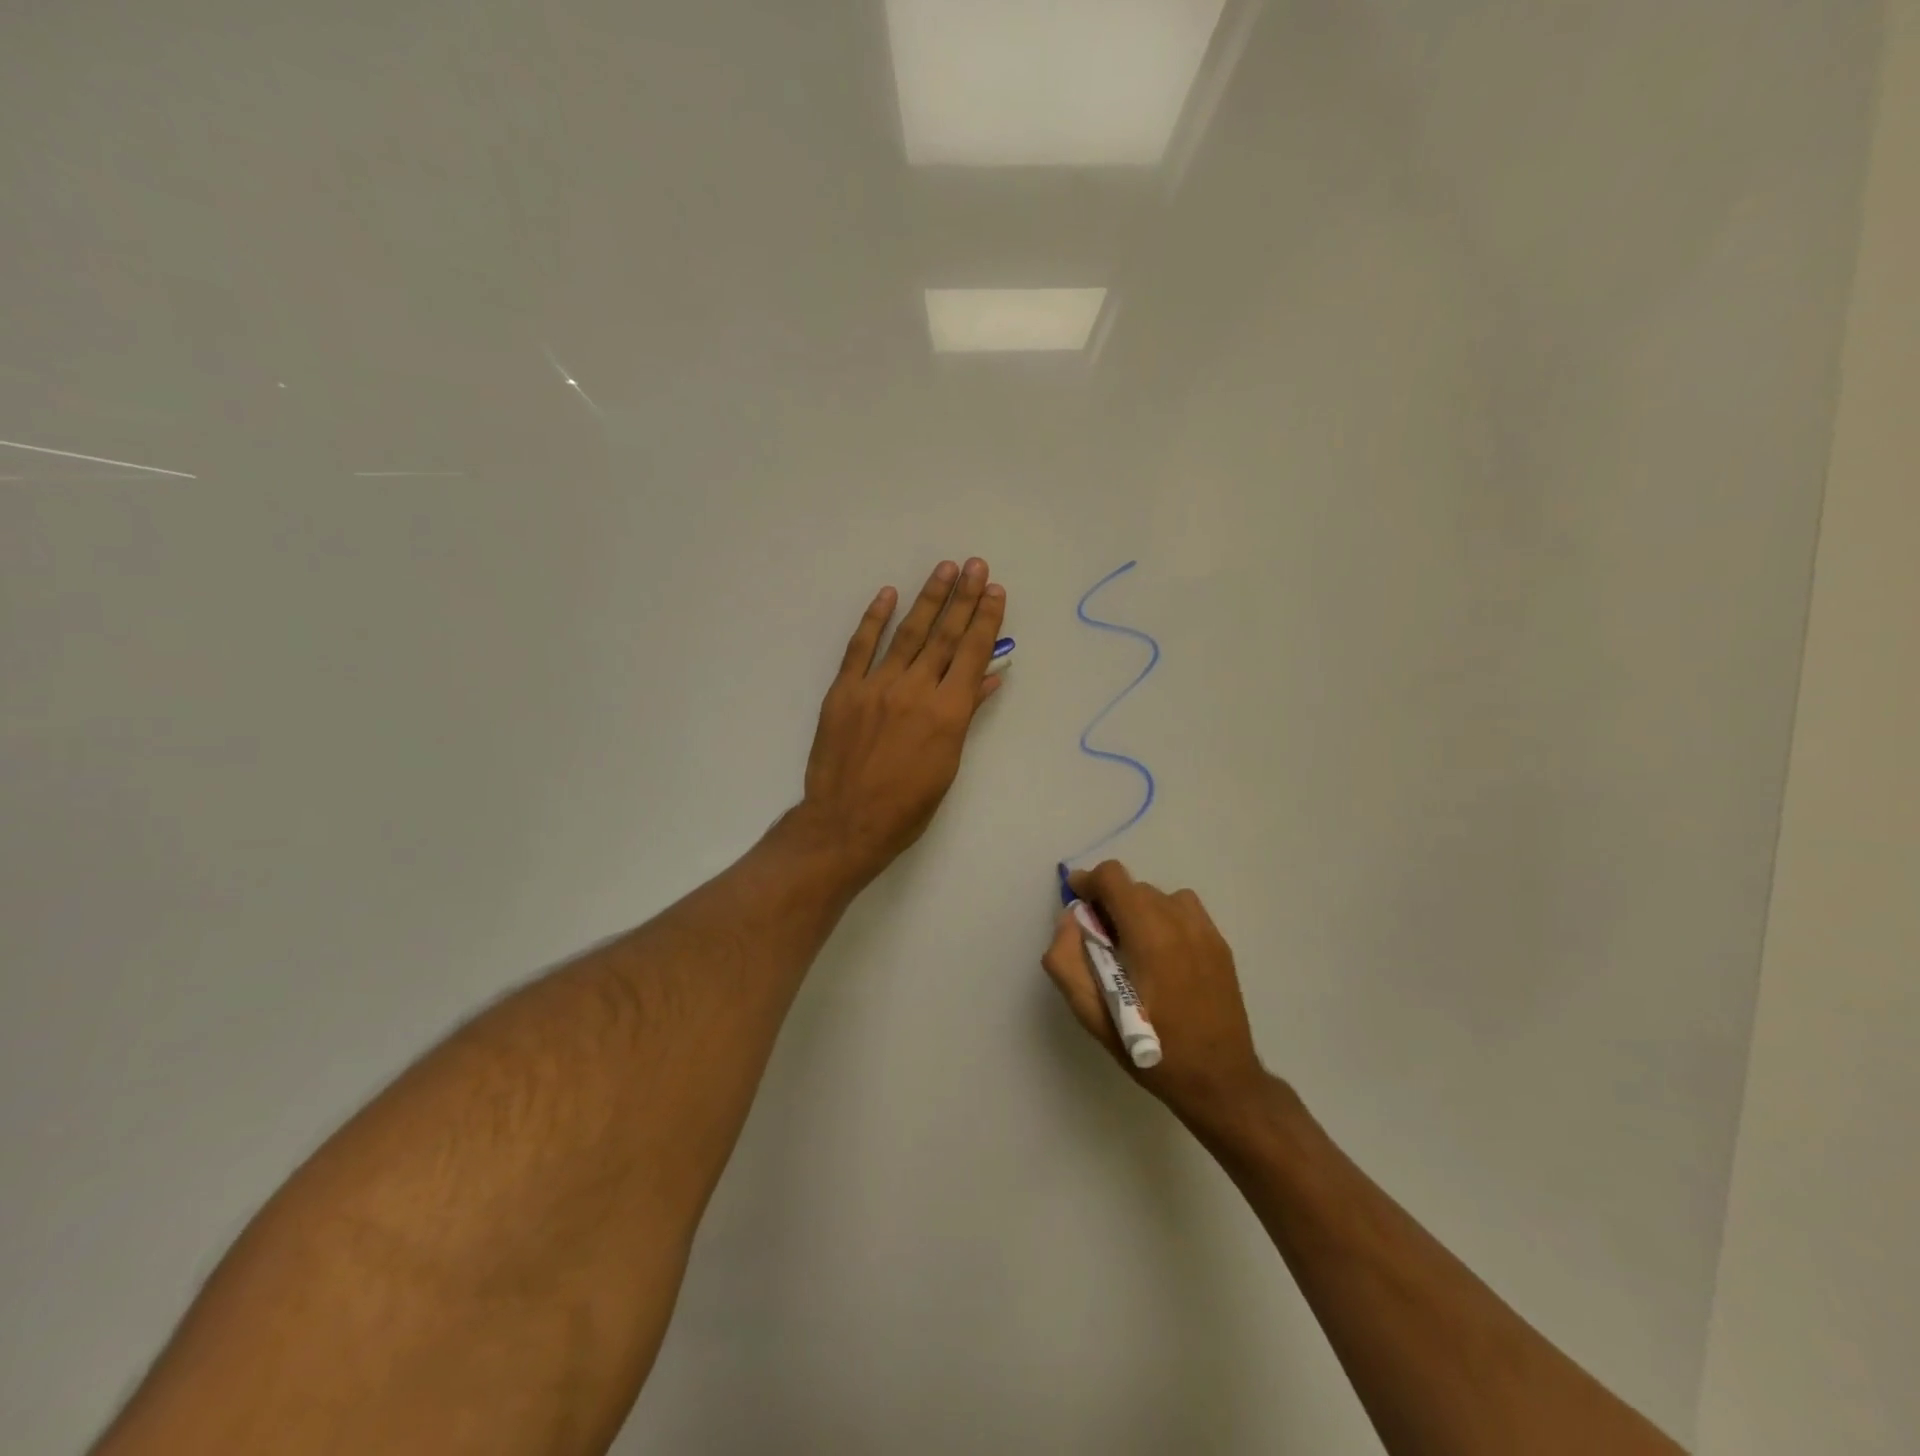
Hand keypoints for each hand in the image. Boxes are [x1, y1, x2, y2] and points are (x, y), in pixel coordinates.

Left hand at [796, 559, 1006, 884]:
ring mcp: (876, 686)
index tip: (996, 591)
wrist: (846, 823)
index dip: (986, 620)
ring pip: (907, 634)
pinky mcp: (845, 691)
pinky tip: (888, 595)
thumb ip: (965, 715)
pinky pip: (860, 647)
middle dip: (964, 598)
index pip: (972, 654)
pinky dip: (874, 619)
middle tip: (976, 565)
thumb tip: (988, 675)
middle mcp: (916, 690)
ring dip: (928, 599)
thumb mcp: (947, 764)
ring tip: (945, 569)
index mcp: (947, 712)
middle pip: (944, 636)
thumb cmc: (907, 806)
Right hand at [1042, 860, 1267, 1128]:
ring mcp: (1205, 930)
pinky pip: (1183, 911)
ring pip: (1159, 896)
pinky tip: (1162, 957)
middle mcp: (1180, 921)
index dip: (1088, 883)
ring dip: (1138, 910)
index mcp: (1149, 934)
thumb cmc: (1151, 1050)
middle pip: (1133, 887)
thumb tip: (1070, 920)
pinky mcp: (1220, 943)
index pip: (1113, 877)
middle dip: (1110, 903)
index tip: (1077, 905)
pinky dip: (1164, 919)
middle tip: (1100, 942)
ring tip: (1134, 949)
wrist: (1220, 1080)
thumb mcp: (1093, 1015)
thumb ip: (1067, 960)